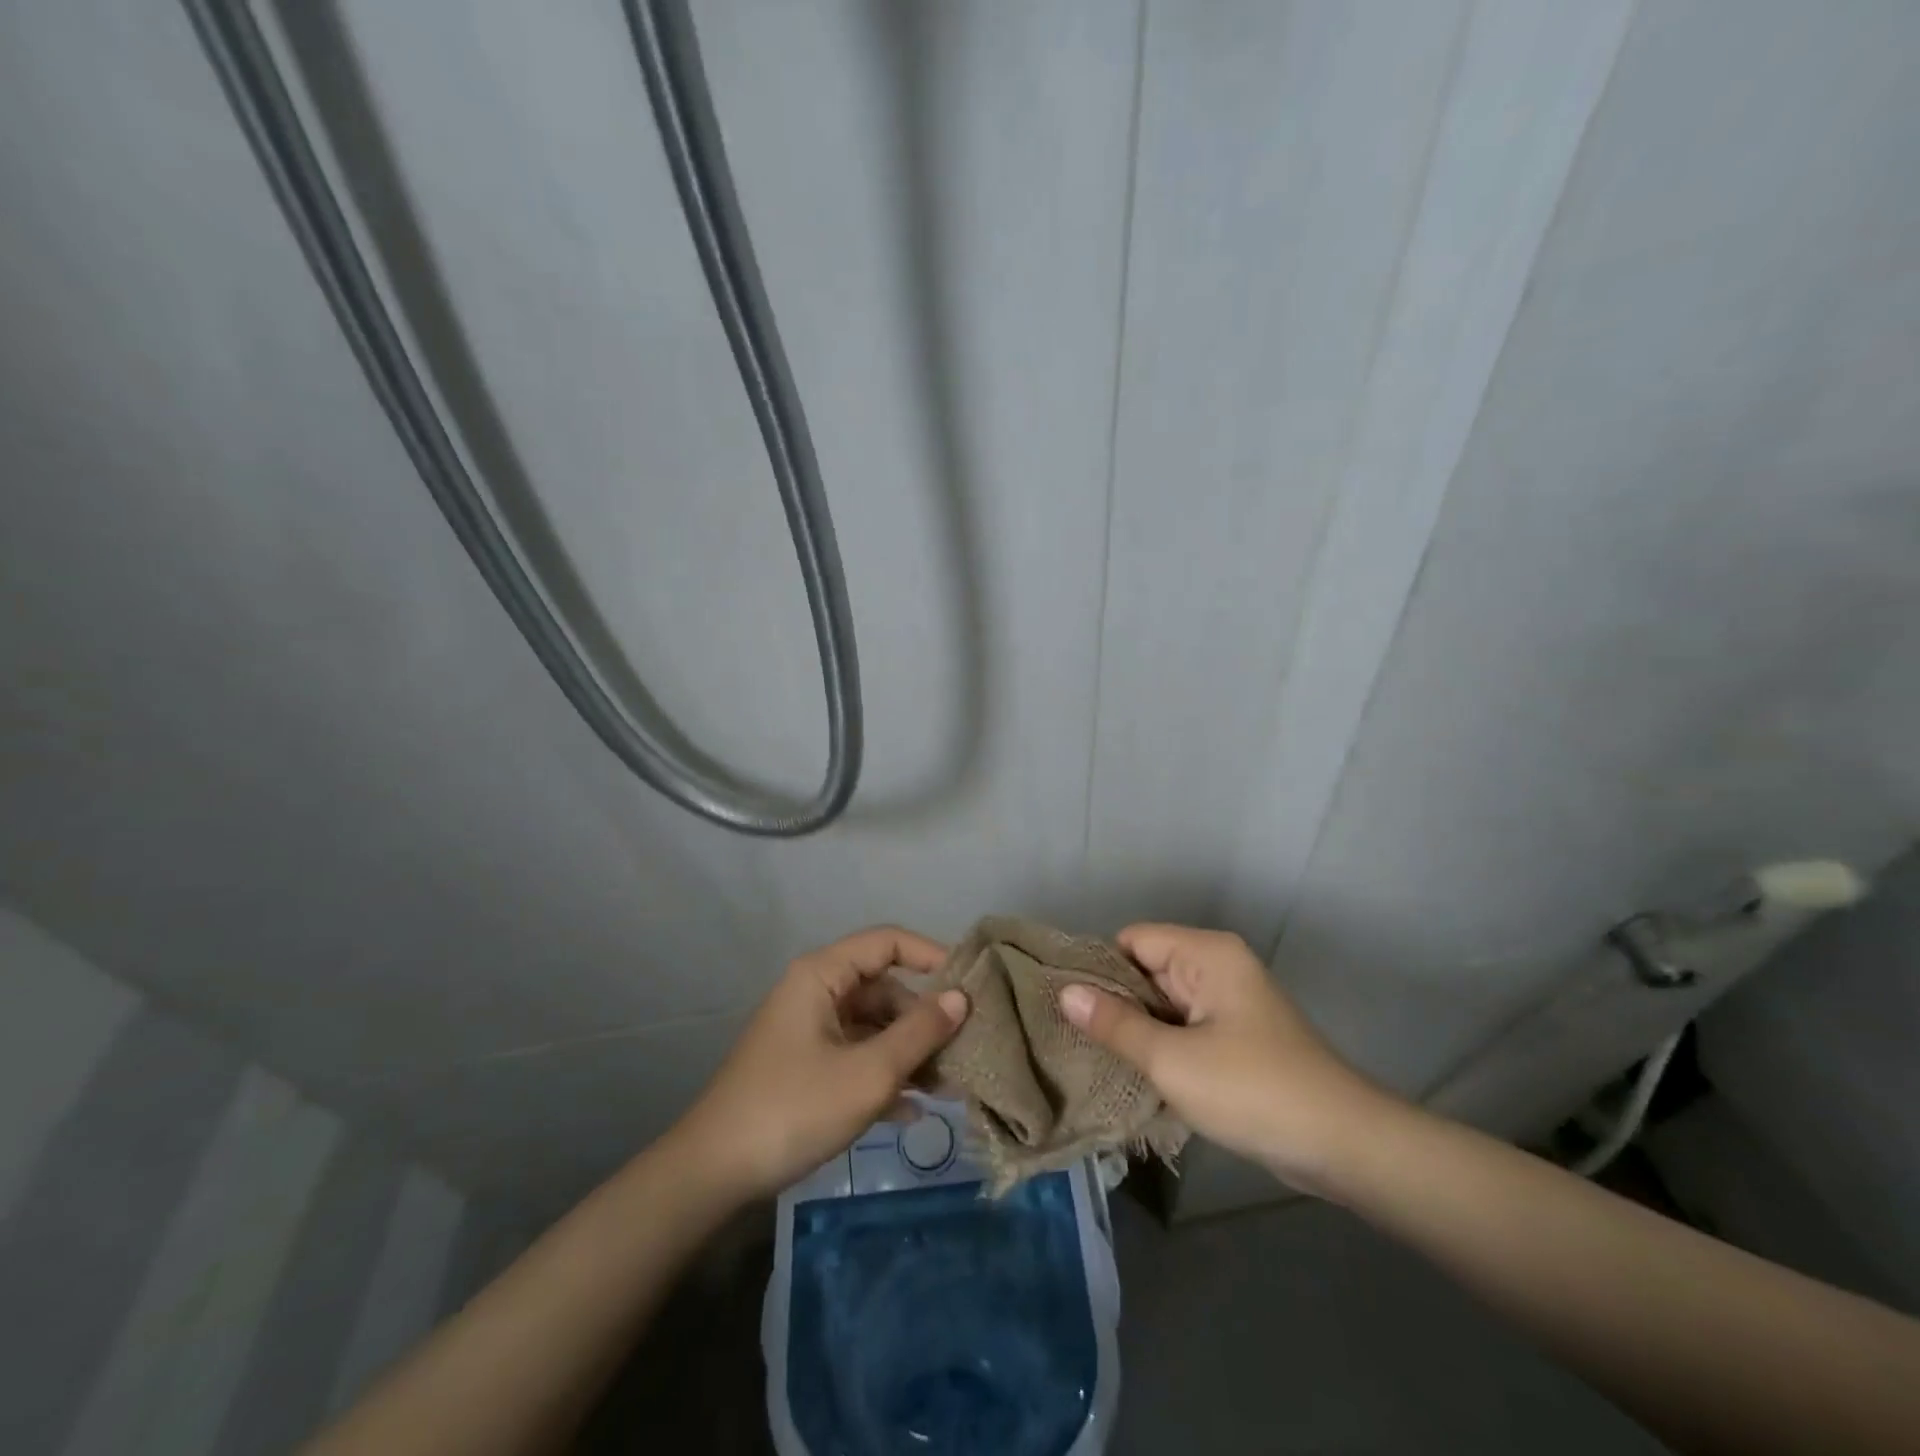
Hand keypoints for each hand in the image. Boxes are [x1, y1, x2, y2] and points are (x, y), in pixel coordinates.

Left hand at [667, 927, 968, 1204]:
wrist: (712, 1174)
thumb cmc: (794, 1109)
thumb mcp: (868, 1073)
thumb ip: (919, 1032)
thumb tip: (960, 997)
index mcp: (822, 975)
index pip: (887, 942)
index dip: (931, 956)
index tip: (970, 986)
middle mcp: (816, 992)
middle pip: (883, 989)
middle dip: (923, 1019)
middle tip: (965, 1051)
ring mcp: (809, 1030)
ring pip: (873, 1026)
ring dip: (908, 1053)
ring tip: (948, 1087)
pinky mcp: (805, 1066)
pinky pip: (855, 1056)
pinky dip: (883, 1076)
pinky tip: (912, 1113)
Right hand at [1057, 923, 1393, 1192]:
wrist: (1343, 1146)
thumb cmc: (1253, 1090)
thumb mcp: (1172, 1060)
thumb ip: (1115, 1024)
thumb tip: (1064, 992)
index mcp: (1206, 954)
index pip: (1132, 940)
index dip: (1099, 969)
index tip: (1067, 1005)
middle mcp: (1217, 966)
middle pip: (1146, 969)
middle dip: (1114, 1002)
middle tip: (1072, 1037)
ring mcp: (1229, 1002)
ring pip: (1163, 1002)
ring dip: (1136, 1029)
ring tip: (1093, 1056)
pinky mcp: (1236, 1035)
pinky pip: (1184, 1026)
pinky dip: (1161, 1045)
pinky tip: (1133, 1072)